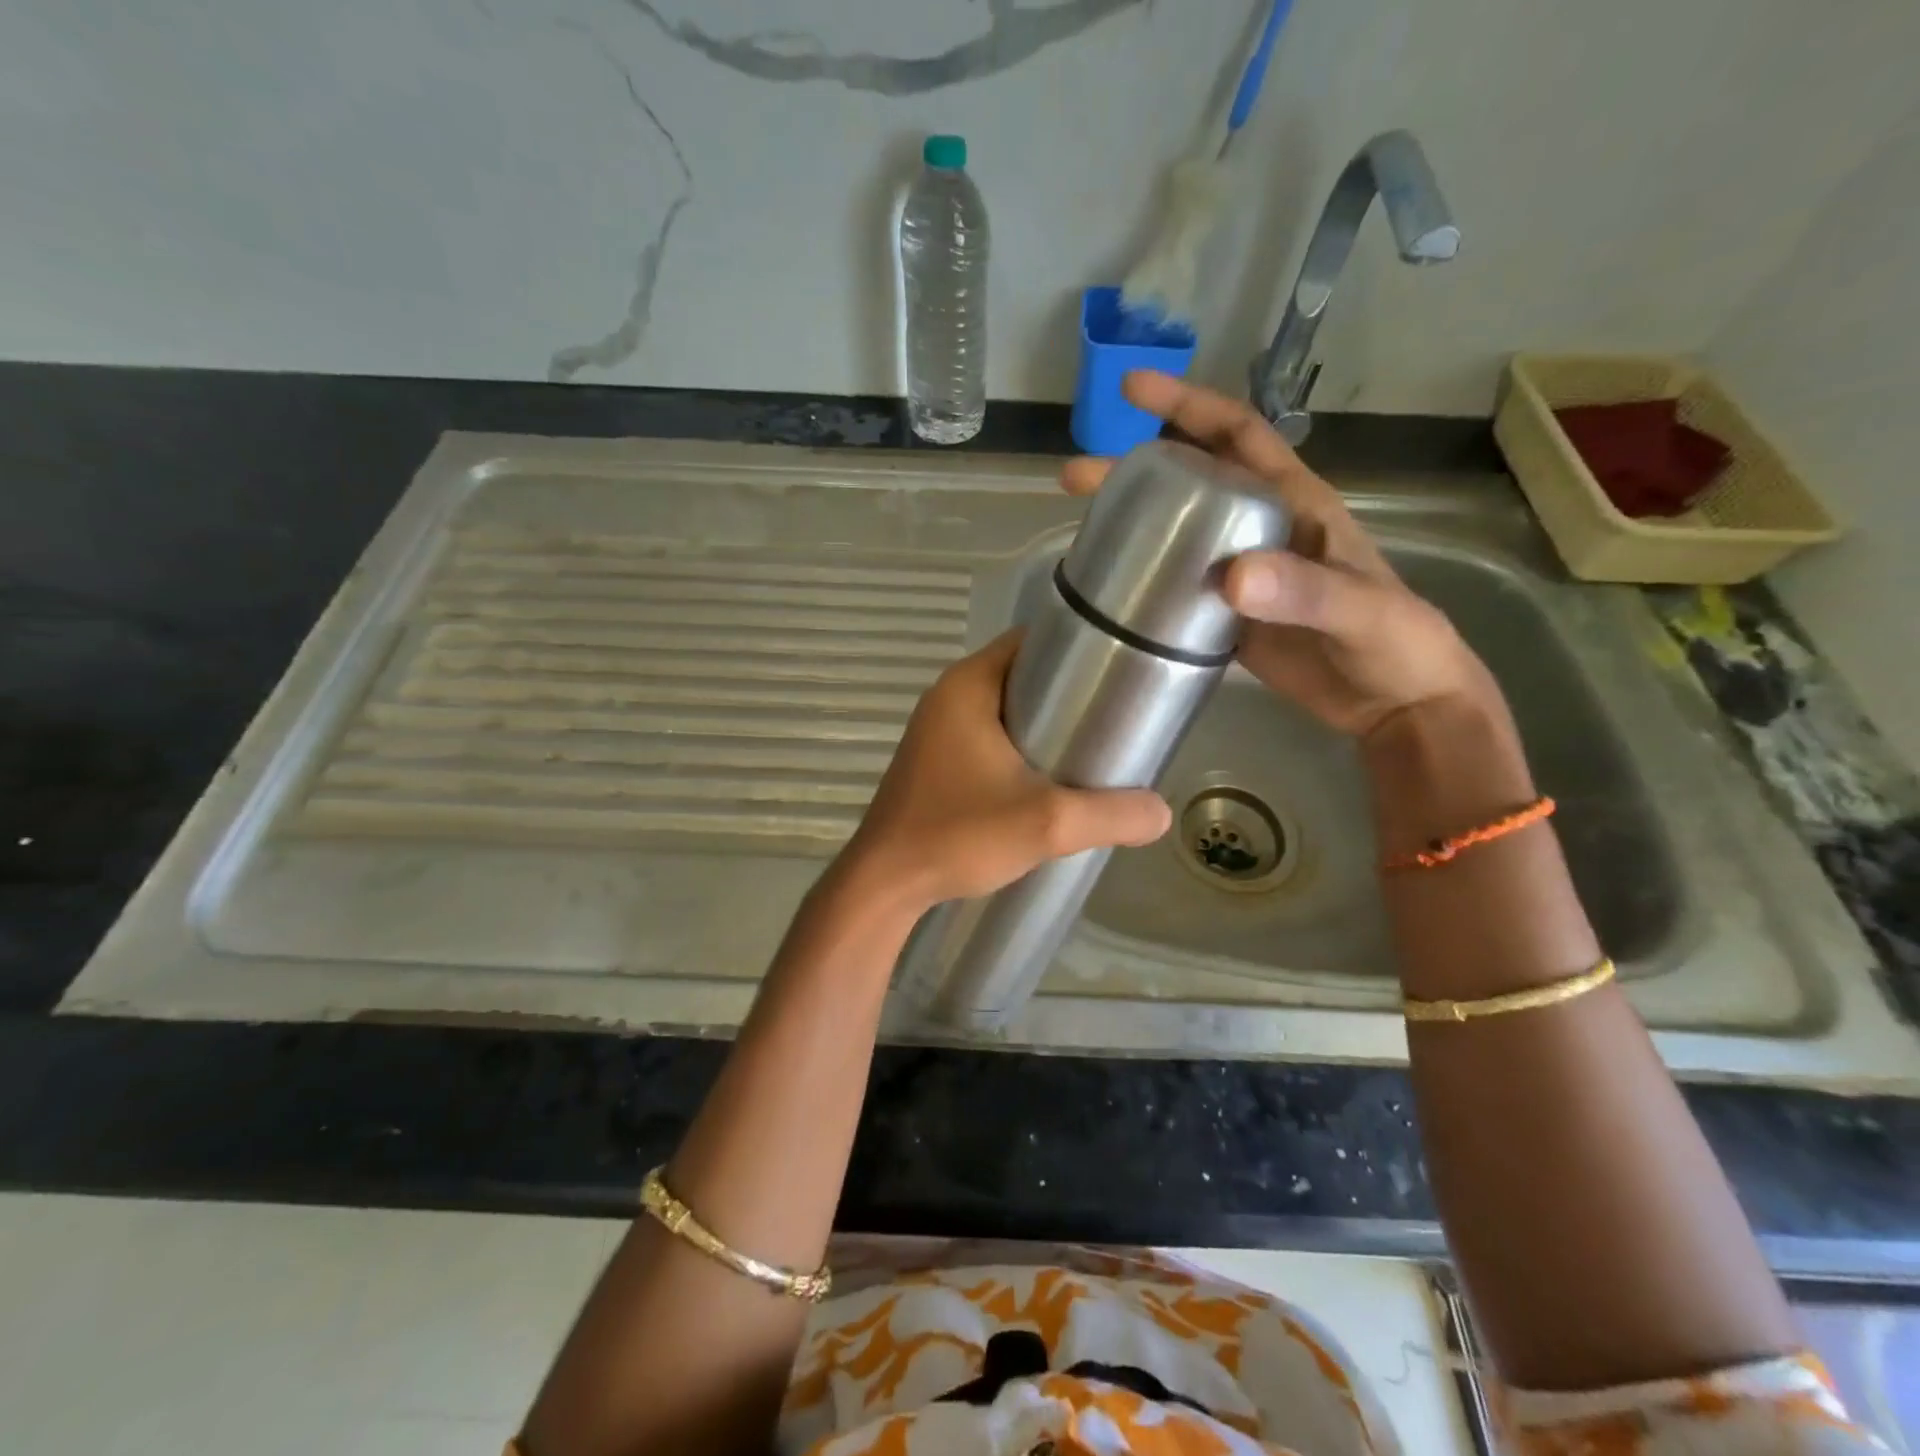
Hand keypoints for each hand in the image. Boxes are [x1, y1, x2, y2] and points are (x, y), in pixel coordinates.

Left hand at [840, 632, 1171, 912]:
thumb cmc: (958, 836)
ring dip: (1045, 724)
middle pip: (1022, 676)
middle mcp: (948, 697)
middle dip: (1069, 693)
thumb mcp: (1046, 824)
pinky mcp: (936, 762)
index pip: (1031, 641)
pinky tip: (1049, 779)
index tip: (1121, 671)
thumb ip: (1110, 815)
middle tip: (1116, 717)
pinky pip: (988, 737)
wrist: (886, 884)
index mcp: (967, 686)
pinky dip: (1020, 747)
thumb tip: (1162, 813)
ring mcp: (937, 731)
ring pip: (1006, 710)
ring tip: (1093, 749)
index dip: (1079, 649)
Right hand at [1062, 371, 1494, 741]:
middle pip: (1191, 482)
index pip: (1236, 435)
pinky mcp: (1229, 616)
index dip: (1186, 406)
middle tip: (1075, 476)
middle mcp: (1261, 528)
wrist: (1396, 702)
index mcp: (1294, 503)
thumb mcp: (1360, 611)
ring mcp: (1242, 573)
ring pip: (1179, 534)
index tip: (1132, 390)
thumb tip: (1231, 577)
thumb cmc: (1394, 643)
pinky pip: (1180, 586)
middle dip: (1134, 469)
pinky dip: (1147, 580)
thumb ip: (1305, 591)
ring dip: (1134, 524)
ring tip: (1082, 527)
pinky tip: (1115, 588)